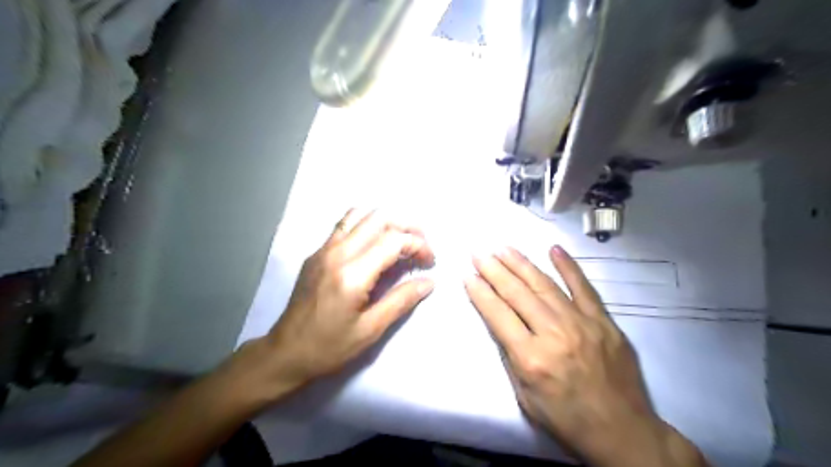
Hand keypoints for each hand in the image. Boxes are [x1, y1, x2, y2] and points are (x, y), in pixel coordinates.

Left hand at [224, 210, 437, 406]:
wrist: (285, 352)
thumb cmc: (329, 347)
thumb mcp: (371, 330)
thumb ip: (401, 300)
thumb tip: (429, 282)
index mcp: (352, 274)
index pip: (393, 240)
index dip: (418, 246)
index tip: (430, 262)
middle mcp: (337, 252)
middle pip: (380, 218)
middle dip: (408, 226)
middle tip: (422, 245)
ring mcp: (324, 249)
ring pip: (361, 213)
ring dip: (387, 221)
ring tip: (402, 240)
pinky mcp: (317, 252)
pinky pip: (345, 224)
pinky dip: (367, 224)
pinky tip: (376, 243)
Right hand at [460, 246, 706, 464]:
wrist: (622, 431)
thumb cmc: (566, 418)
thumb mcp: (525, 397)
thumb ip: (511, 356)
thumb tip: (500, 321)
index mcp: (531, 358)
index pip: (498, 315)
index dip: (480, 292)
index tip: (467, 275)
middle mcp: (554, 334)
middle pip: (518, 294)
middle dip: (494, 270)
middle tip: (479, 253)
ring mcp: (581, 323)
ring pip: (545, 285)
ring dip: (521, 264)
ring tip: (503, 248)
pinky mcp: (603, 321)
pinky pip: (584, 287)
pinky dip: (568, 267)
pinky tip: (554, 250)